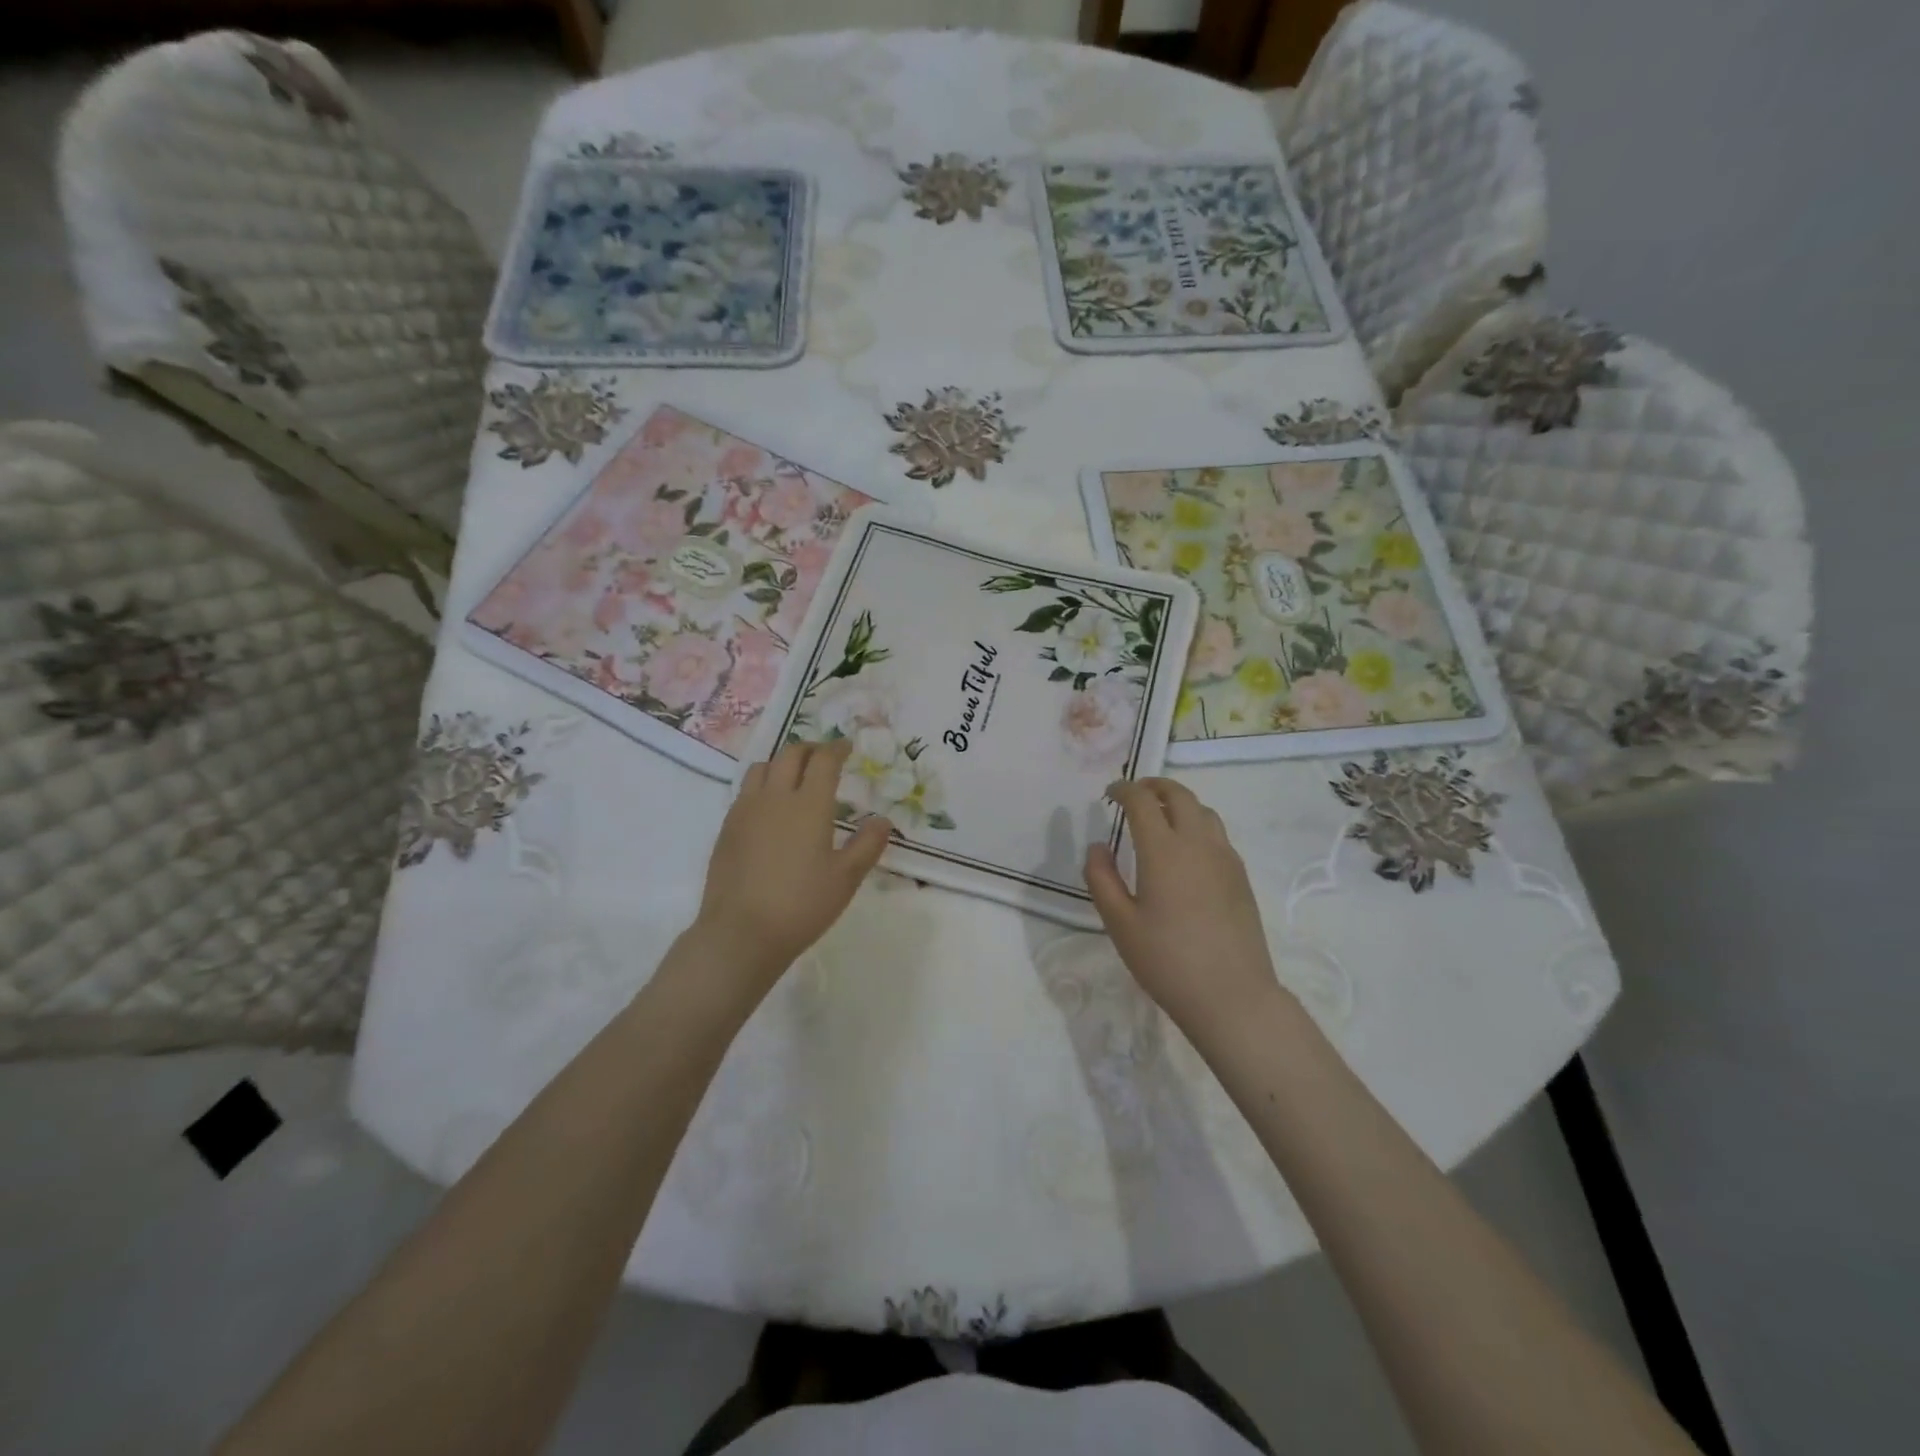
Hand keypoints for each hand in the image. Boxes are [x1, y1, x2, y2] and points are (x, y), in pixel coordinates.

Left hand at [692, 739, 892, 992]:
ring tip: (794, 776)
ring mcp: (745, 811)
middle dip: (810, 749)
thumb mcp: (846, 879)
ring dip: (782, 763)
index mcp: (809, 805)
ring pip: (762, 768)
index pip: (823, 760)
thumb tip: (882, 820)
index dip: (837, 748)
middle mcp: (775, 797)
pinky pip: (745, 791)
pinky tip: (769, 808)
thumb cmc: (801, 905)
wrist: (741, 933)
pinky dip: (762, 785)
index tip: (847, 747)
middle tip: (824, 757)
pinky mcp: (727, 829)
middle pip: (790, 755)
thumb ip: (867, 845)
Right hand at [1084, 778, 1282, 1037]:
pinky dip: (1197, 824)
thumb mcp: (1120, 924)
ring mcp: (1225, 858)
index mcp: (1163, 850)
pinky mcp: (1240, 876)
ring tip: (1161, 816)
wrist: (1232, 995)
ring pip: (1203, 811)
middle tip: (1135, 793)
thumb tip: (1098, 846)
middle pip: (1179, 795)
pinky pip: (1217, 833)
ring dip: (1179, 802)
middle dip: (1154, 786)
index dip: (1124, 790)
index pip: (1142, 801)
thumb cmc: (1167, 961)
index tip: (1110, 793)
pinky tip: (1186, 849)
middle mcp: (1197, 843)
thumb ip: (1102, 878)